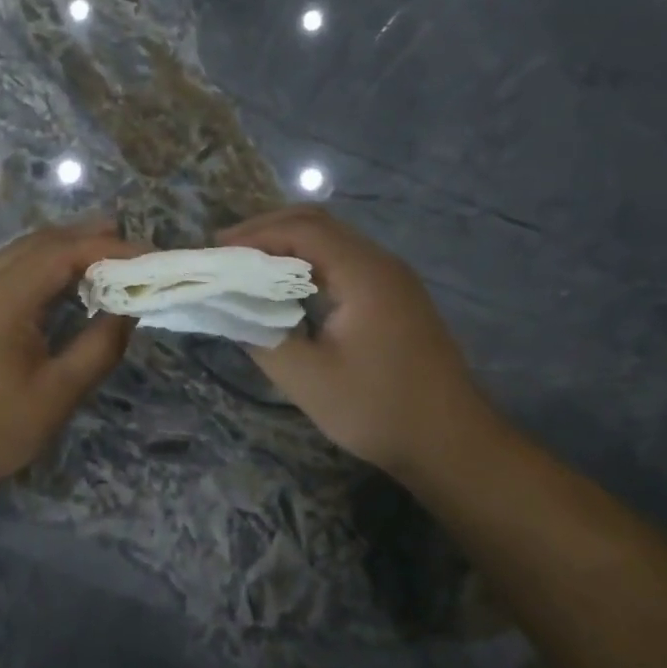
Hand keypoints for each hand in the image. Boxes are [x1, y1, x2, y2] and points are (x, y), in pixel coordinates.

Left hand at [0, 220, 139, 489]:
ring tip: (104, 256)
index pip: (63, 252)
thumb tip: (128, 309)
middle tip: (132, 243)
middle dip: (87, 238)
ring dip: (61, 249)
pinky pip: (4, 272)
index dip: (110, 248)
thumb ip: (99, 346)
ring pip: (18, 254)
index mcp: (2, 299)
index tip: (150, 256)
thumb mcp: (58, 394)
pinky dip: (38, 267)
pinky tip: (59, 285)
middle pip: (39, 242)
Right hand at [217, 206, 503, 483]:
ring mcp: (393, 280)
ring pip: (333, 242)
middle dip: (267, 231)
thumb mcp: (307, 378)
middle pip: (319, 225)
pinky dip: (308, 265)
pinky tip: (286, 289)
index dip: (254, 233)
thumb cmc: (377, 409)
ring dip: (288, 247)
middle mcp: (381, 264)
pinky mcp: (395, 299)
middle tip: (226, 253)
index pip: (302, 229)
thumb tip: (227, 309)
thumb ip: (260, 337)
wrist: (451, 443)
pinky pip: (345, 264)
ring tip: (246, 267)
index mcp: (364, 274)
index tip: (215, 251)